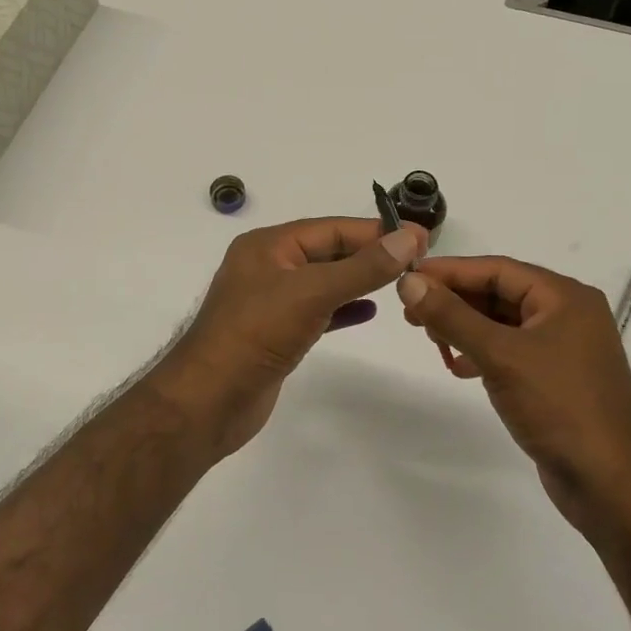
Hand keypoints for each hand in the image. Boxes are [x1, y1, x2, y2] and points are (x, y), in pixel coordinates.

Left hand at [150, 217, 427, 459]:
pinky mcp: (276, 333)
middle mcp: (268, 266)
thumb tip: (409, 238)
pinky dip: (343, 308)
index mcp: (268, 245)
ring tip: (402, 282)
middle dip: (370, 254)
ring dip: (360, 280)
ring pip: (324, 282)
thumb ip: (363, 267)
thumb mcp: (312, 292)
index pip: (331, 228)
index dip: (376, 231)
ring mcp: (271, 301)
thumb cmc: (257, 334)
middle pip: (328, 252)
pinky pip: (317, 310)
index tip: (421, 236)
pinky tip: (370, 311)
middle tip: (418, 259)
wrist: (209, 401)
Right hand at [397, 257, 630, 531]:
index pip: (497, 269)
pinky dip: (483, 353)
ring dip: (466, 328)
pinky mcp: (557, 378)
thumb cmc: (559, 406)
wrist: (610, 482)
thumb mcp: (500, 355)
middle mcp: (568, 314)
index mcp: (565, 297)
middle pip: (500, 293)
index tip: (408, 278)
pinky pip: (512, 351)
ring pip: (504, 324)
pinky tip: (459, 367)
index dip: (450, 271)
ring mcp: (565, 348)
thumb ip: (452, 316)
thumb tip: (409, 282)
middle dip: (455, 301)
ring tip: (431, 339)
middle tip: (411, 313)